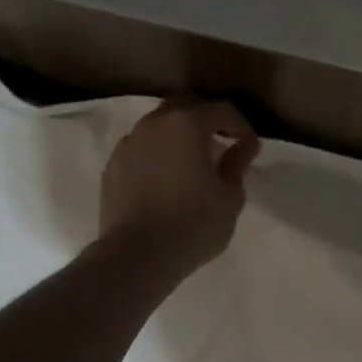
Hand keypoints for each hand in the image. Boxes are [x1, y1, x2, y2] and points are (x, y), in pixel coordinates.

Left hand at [99, 98, 260, 277]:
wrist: (136, 256)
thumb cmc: (193, 225)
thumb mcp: (230, 197)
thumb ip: (237, 164)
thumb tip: (244, 145)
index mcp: (187, 124)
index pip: (222, 109)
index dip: (240, 125)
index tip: (248, 147)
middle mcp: (155, 123)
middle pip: (186, 106)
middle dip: (207, 120)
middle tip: (221, 144)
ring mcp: (129, 142)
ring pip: (159, 124)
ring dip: (179, 135)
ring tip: (191, 162)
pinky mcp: (113, 164)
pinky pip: (141, 147)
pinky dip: (157, 153)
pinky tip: (166, 178)